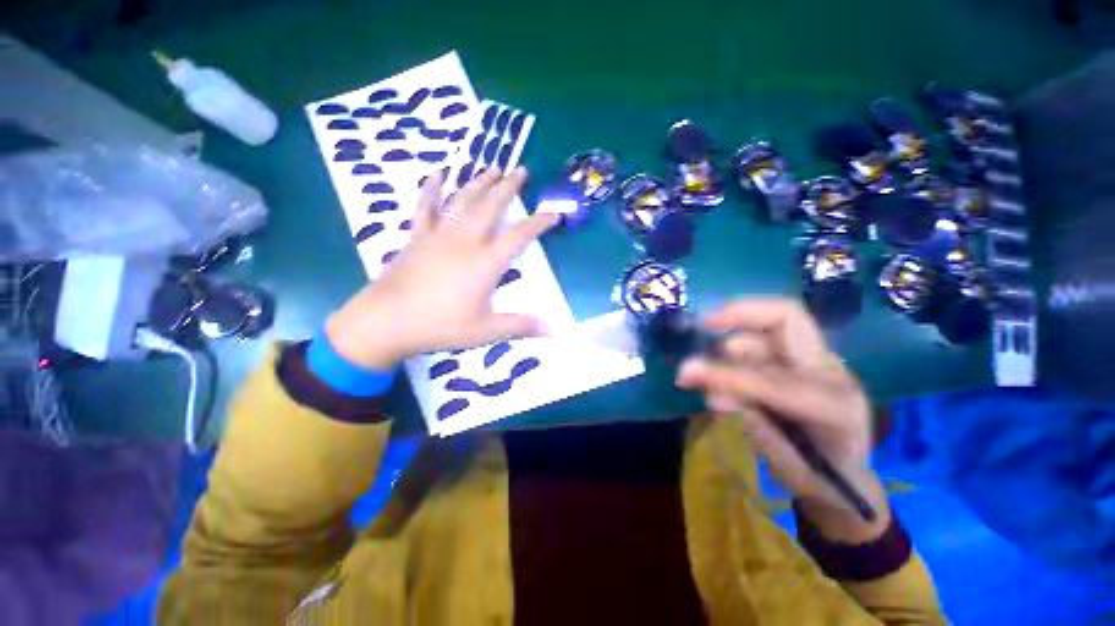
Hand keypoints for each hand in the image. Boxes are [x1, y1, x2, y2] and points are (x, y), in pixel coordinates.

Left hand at [325, 167, 558, 368]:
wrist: (386, 321)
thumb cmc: (440, 326)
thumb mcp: (485, 331)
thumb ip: (520, 326)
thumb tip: (552, 330)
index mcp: (485, 262)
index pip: (519, 236)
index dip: (538, 223)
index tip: (553, 213)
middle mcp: (465, 241)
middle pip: (490, 207)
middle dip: (508, 187)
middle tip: (521, 170)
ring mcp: (439, 235)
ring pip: (463, 200)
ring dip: (479, 182)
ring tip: (492, 167)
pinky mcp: (417, 237)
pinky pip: (425, 207)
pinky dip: (431, 188)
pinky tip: (437, 173)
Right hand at [676, 299, 888, 539]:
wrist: (850, 478)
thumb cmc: (823, 479)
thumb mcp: (790, 468)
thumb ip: (754, 427)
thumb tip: (712, 396)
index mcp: (838, 407)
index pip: (777, 383)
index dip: (730, 377)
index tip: (689, 373)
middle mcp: (830, 372)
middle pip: (787, 319)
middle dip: (740, 314)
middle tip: (703, 324)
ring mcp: (815, 362)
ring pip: (766, 331)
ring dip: (728, 342)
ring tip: (702, 368)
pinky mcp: (798, 361)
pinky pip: (760, 343)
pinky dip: (732, 352)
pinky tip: (716, 373)